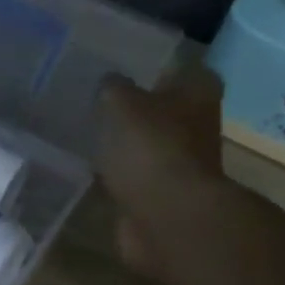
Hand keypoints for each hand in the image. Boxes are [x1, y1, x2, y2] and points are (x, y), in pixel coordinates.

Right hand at [94, 71, 228, 280]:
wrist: (166, 218)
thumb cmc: (152, 149)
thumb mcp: (122, 104)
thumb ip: (113, 87)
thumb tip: (109, 82)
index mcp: (198, 91)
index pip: (177, 67)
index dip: (150, 66)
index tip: (118, 66)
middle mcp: (197, 124)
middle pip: (162, 108)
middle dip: (134, 106)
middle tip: (95, 99)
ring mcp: (180, 162)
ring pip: (146, 143)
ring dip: (124, 142)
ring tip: (86, 131)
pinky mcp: (160, 194)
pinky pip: (134, 175)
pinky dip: (117, 173)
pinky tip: (90, 166)